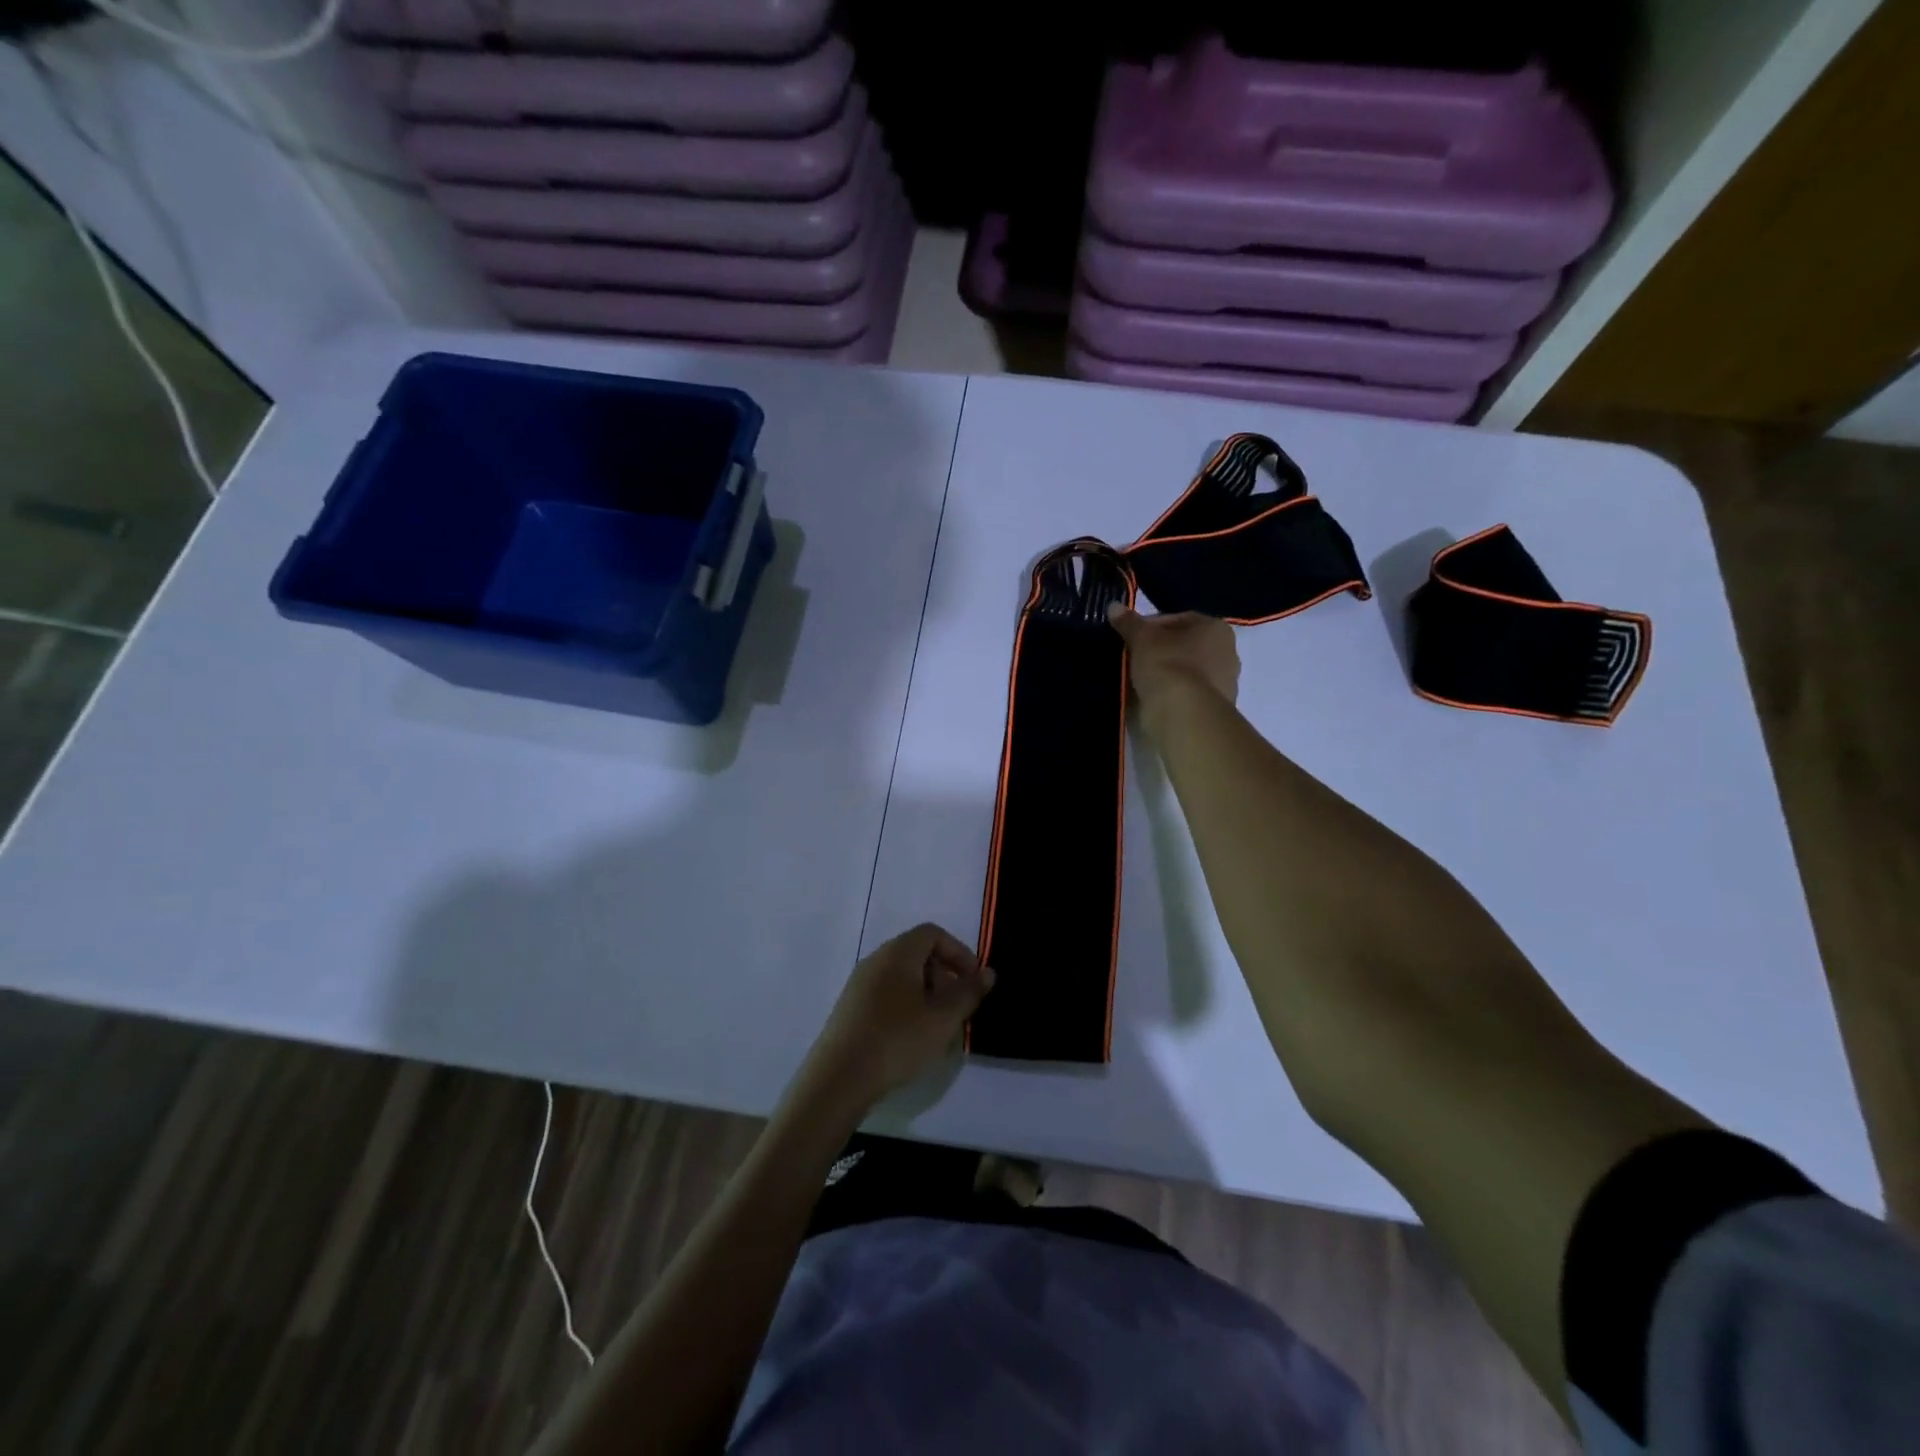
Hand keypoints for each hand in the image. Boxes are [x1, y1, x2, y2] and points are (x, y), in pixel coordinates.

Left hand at [797, 924, 995, 1114]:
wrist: (838, 1078)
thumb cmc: (897, 1040)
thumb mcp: (943, 1018)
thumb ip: (968, 992)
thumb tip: (988, 972)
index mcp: (898, 953)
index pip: (933, 934)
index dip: (959, 952)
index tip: (974, 982)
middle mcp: (876, 960)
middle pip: (917, 953)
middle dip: (944, 975)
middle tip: (958, 1007)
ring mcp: (859, 984)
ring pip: (902, 976)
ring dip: (927, 994)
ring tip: (938, 1027)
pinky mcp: (850, 1008)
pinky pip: (887, 993)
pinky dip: (907, 1005)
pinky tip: (912, 1038)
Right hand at [1107, 606, 1239, 713]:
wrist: (1184, 714)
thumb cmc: (1167, 665)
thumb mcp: (1142, 639)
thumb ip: (1129, 623)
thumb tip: (1114, 606)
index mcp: (1216, 628)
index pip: (1179, 619)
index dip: (1152, 626)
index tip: (1132, 637)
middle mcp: (1228, 653)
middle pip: (1185, 646)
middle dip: (1160, 650)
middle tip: (1135, 658)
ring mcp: (1225, 683)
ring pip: (1187, 672)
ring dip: (1166, 674)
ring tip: (1139, 680)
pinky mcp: (1215, 709)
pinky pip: (1187, 694)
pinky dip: (1171, 694)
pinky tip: (1151, 698)